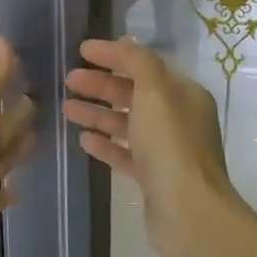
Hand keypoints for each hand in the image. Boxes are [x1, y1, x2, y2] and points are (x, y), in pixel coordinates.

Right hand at [64, 37, 246, 256]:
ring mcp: (167, 150)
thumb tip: (125, 43)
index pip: (145, 65)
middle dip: (101, 85)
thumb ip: (138, 62)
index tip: (81, 50)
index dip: (113, 55)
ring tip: (67, 109)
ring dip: (98, 113)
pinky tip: (83, 139)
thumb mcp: (155, 92)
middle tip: (69, 80)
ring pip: (127, 123)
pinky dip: (106, 143)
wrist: (188, 213)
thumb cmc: (170, 145)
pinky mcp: (154, 178)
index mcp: (184, 94)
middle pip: (134, 93)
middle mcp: (178, 119)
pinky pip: (126, 153)